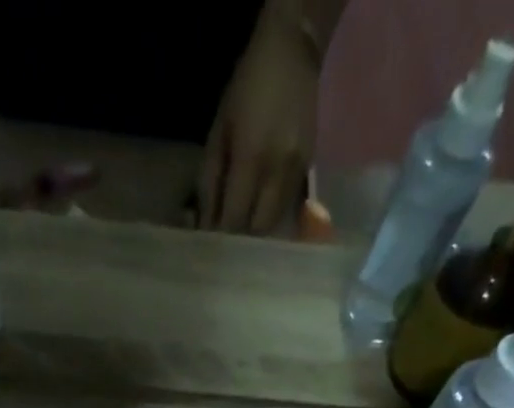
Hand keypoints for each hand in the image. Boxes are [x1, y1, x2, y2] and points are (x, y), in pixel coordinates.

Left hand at [200, 9, 319, 233]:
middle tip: (227, 238)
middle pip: (258, 229)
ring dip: (257, 229)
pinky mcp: (309, 169)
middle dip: (241, 238)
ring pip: (275, 222)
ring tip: (243, 226)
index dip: (221, 237)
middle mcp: (278, 171)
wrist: (292, 53)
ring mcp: (297, 171)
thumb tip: (204, 225)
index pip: (234, 218)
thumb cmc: (245, 89)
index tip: (210, 247)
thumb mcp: (218, 132)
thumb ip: (211, 181)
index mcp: (251, 159)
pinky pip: (288, 206)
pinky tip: (260, 207)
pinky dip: (272, 214)